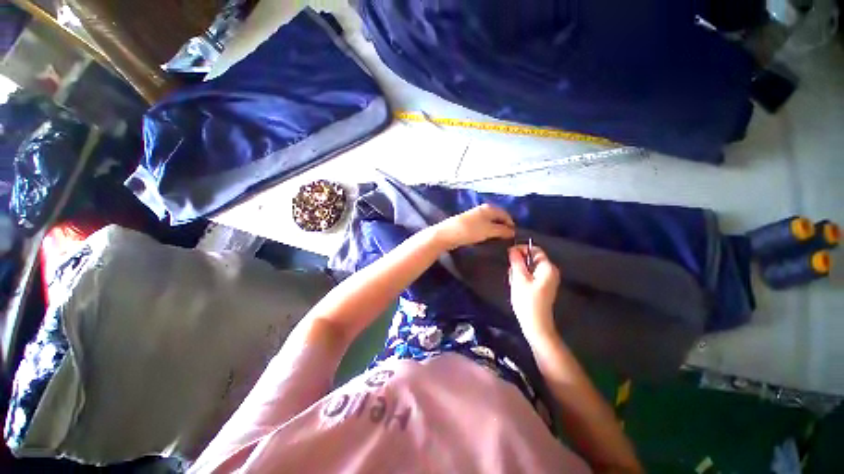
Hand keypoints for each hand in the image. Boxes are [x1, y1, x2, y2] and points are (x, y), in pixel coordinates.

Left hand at [432, 204, 515, 249]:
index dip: (511, 224)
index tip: (514, 236)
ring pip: (490, 222)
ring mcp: (475, 216)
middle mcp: (483, 210)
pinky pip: (483, 226)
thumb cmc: (470, 230)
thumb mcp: (489, 230)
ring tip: (499, 240)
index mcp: (489, 208)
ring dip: (495, 230)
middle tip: (508, 239)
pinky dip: (487, 231)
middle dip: (503, 227)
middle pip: (497, 218)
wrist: (448, 234)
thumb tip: (513, 231)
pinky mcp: (469, 223)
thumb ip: (502, 230)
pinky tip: (487, 238)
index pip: (505, 214)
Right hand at [508, 245, 560, 339]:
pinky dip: (522, 278)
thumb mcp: (519, 278)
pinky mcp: (543, 287)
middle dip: (519, 263)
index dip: (521, 249)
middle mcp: (550, 271)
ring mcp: (547, 280)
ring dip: (519, 271)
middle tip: (511, 272)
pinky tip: (517, 286)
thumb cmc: (527, 300)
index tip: (508, 254)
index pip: (534, 250)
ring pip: (529, 268)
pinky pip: (531, 276)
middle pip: (531, 259)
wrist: (535, 324)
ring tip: (513, 281)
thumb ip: (516, 262)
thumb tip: (513, 249)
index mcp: (547, 267)